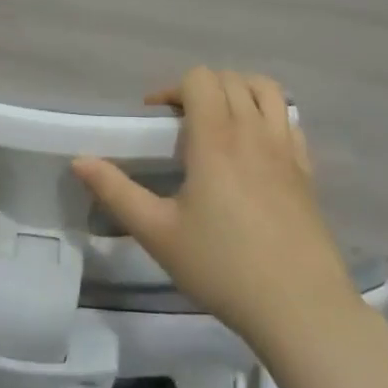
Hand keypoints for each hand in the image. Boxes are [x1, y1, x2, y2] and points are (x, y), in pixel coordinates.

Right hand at [73, 68, 355, 353]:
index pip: (199, 79)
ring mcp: (286, 148)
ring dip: (239, 91)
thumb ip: (116, 192)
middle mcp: (253, 131)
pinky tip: (256, 144)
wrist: (300, 308)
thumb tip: (79, 160)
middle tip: (182, 123)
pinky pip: (289, 120)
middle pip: (229, 79)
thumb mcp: (158, 233)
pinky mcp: (307, 170)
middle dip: (200, 88)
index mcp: (216, 138)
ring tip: (221, 120)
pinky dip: (270, 115)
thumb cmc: (223, 267)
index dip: (173, 88)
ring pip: (265, 90)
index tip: (156, 117)